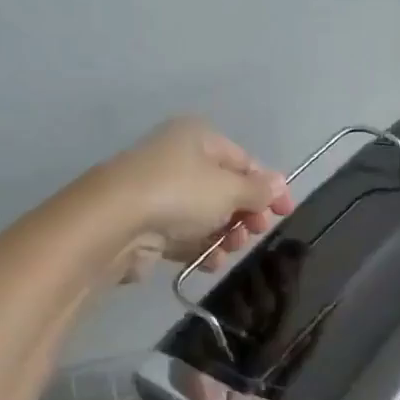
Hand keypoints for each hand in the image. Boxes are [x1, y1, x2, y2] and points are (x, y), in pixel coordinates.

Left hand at [98, 118, 294, 282]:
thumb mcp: (229, 188)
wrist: (114, 224)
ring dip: (225, 235)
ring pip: (207, 216)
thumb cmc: (179, 193)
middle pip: (225, 189)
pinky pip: (185, 235)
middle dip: (245, 214)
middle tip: (254, 231)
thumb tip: (279, 184)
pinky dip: (201, 248)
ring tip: (229, 248)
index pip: (244, 161)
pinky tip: (209, 262)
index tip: (285, 212)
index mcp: (198, 138)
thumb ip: (258, 190)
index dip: (268, 187)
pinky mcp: (147, 225)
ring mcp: (160, 193)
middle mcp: (178, 159)